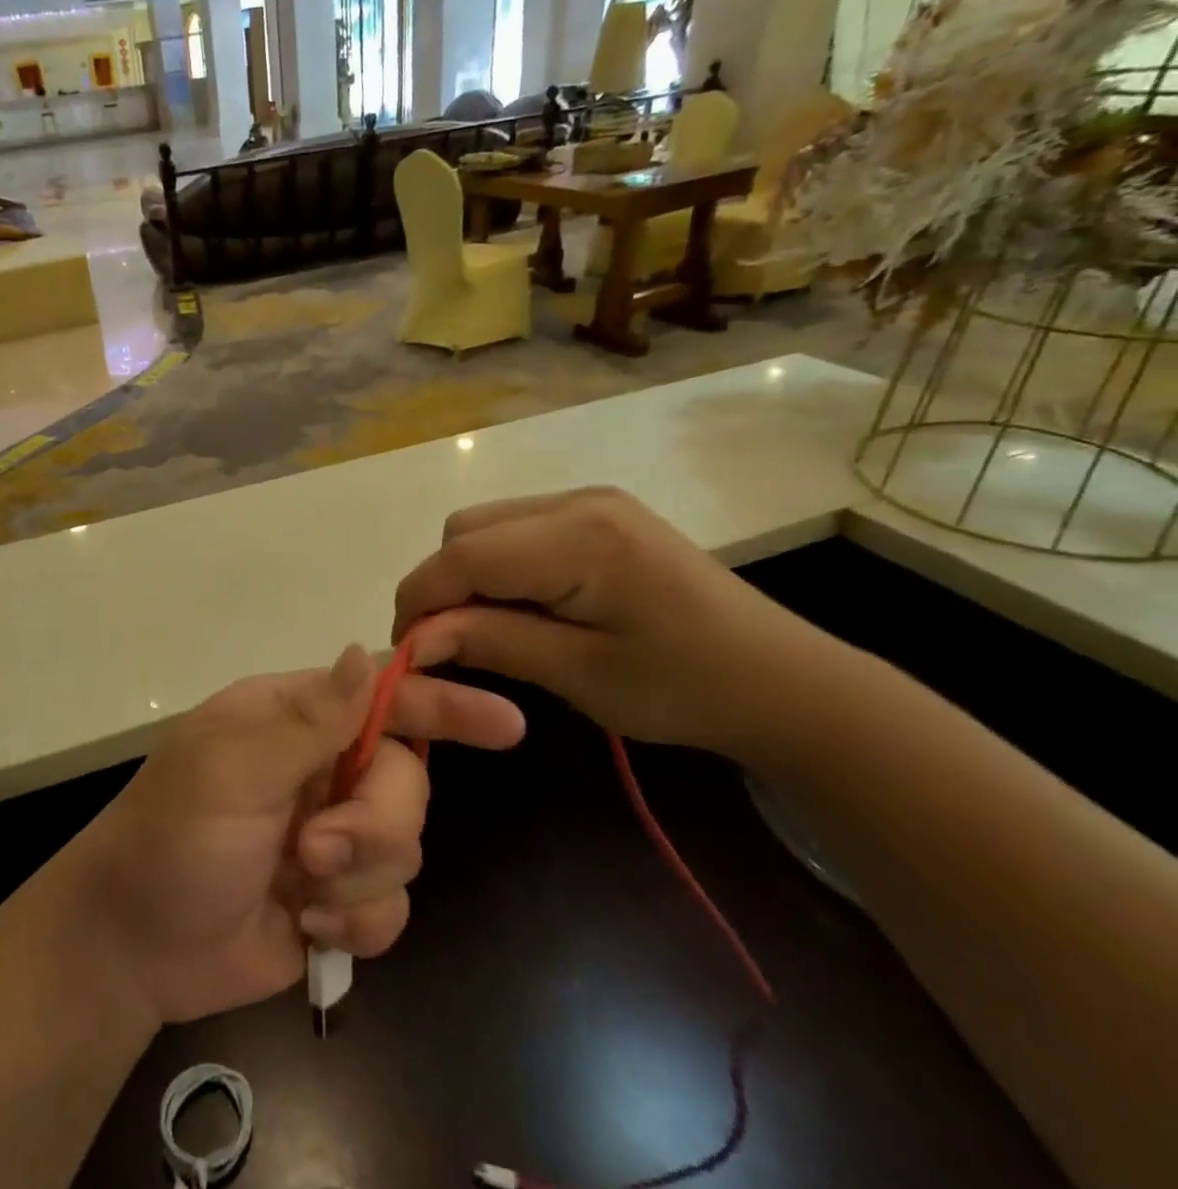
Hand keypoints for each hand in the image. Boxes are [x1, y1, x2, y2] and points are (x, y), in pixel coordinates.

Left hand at [72, 647, 524, 1024]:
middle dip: (375, 822)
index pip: (384, 697)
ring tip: (298, 891)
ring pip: (406, 847)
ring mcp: (333, 836)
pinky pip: (392, 907)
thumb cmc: (171, 837)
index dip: (445, 705)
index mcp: (294, 721)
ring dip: (357, 878)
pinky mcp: (337, 901)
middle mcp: (322, 770)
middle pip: (408, 781)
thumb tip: (363, 651)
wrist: (132, 945)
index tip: (505, 723)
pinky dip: (358, 924)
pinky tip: (309, 931)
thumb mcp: (230, 769)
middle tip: (315, 849)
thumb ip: (307, 719)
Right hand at [391, 487, 851, 757]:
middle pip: (465, 530)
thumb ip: (491, 642)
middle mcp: (578, 500)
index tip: (406, 653)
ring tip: (489, 629)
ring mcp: (590, 501)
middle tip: (452, 646)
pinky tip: (522, 606)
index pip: (463, 555)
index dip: (420, 600)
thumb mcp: (580, 675)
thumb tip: (414, 638)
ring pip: (483, 526)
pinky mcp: (597, 514)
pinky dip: (496, 566)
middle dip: (442, 586)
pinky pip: (515, 529)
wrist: (783, 681)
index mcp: (581, 537)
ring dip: (467, 575)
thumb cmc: (685, 688)